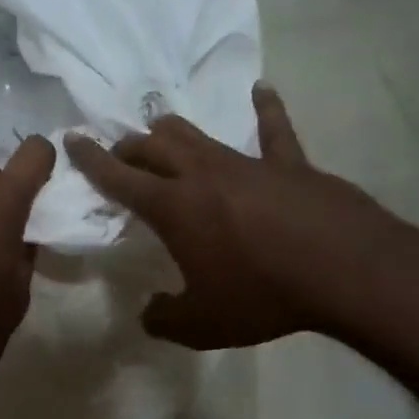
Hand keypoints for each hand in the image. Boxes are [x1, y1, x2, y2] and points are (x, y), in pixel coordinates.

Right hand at [64, 83, 418, 349]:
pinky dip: (264, 109)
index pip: (119, 177)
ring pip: (198, 133)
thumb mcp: (202, 326)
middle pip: (154, 146)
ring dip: (171, 131)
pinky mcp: (291, 164)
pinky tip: (261, 92)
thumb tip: (148, 313)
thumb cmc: (263, 296)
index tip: (72, 138)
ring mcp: (248, 163)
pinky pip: (274, 128)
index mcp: (173, 208)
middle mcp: (203, 174)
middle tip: (120, 154)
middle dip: (129, 147)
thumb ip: (164, 319)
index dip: (91, 159)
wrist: (346, 272)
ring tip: (160, 131)